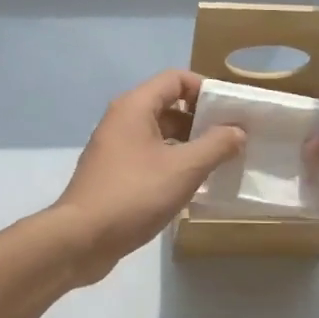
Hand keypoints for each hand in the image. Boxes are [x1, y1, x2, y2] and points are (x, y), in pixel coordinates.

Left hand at [50, 71, 246, 284]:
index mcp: (134, 107)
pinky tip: (191, 184)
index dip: (206, 89)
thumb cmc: (134, 194)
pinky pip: (149, 157)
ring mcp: (115, 148)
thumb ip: (215, 146)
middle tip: (231, 139)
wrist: (81, 238)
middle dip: (201, 119)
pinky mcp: (114, 174)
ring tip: (218, 163)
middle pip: (168, 105)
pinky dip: (172, 163)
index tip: (230, 111)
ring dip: (188, 144)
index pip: (176, 79)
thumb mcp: (184, 169)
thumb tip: (237, 131)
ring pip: (159, 134)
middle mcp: (121, 120)